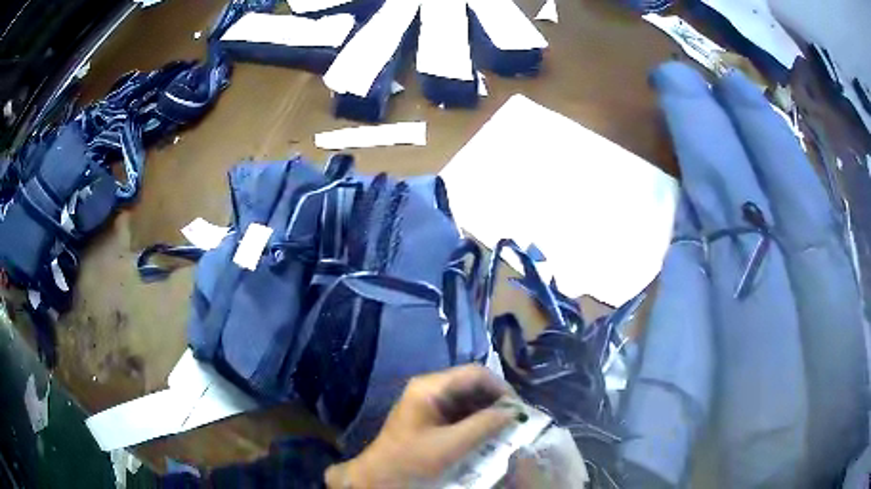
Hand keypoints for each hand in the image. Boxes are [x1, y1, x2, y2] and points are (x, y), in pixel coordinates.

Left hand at [325, 365, 516, 487]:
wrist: (380, 478)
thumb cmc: (412, 460)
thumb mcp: (451, 445)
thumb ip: (484, 426)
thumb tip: (514, 412)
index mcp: (431, 386)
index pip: (475, 374)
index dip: (501, 388)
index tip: (519, 410)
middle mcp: (430, 388)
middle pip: (472, 385)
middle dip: (496, 402)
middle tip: (516, 422)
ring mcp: (429, 402)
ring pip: (468, 399)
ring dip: (488, 413)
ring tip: (506, 430)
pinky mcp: (430, 417)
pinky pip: (460, 413)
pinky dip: (476, 422)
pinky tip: (488, 435)